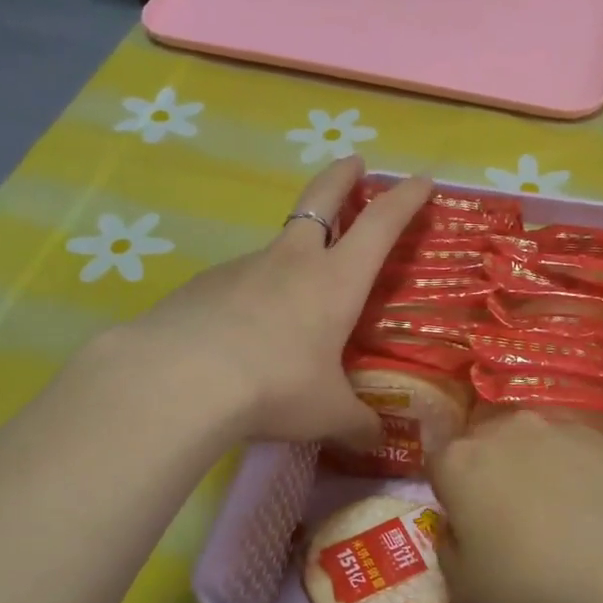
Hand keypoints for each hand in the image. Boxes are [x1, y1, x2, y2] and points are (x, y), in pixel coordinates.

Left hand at [123, 158, 430, 447]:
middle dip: (342, 177)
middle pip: (321, 199)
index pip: (381, 224)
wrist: (179, 379)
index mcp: (336, 281)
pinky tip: (245, 330)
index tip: (423, 180)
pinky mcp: (204, 285)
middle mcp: (292, 261)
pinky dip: (253, 293)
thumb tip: (378, 441)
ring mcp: (244, 267)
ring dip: (295, 250)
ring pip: (278, 244)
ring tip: (297, 294)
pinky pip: (241, 281)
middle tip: (355, 161)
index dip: (405, 199)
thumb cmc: (275, 386)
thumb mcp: (328, 413)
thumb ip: (358, 424)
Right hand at [430, 412, 602, 602]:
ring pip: (538, 446)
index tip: (466, 528)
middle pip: (489, 447)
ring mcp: (566, 428)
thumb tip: (457, 532)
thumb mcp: (470, 593)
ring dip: (540, 473)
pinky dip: (585, 477)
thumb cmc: (539, 585)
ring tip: (566, 522)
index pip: (437, 463)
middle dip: (493, 477)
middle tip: (512, 525)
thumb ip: (450, 553)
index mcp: (462, 462)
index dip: (449, 496)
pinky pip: (583, 456)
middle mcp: (510, 430)